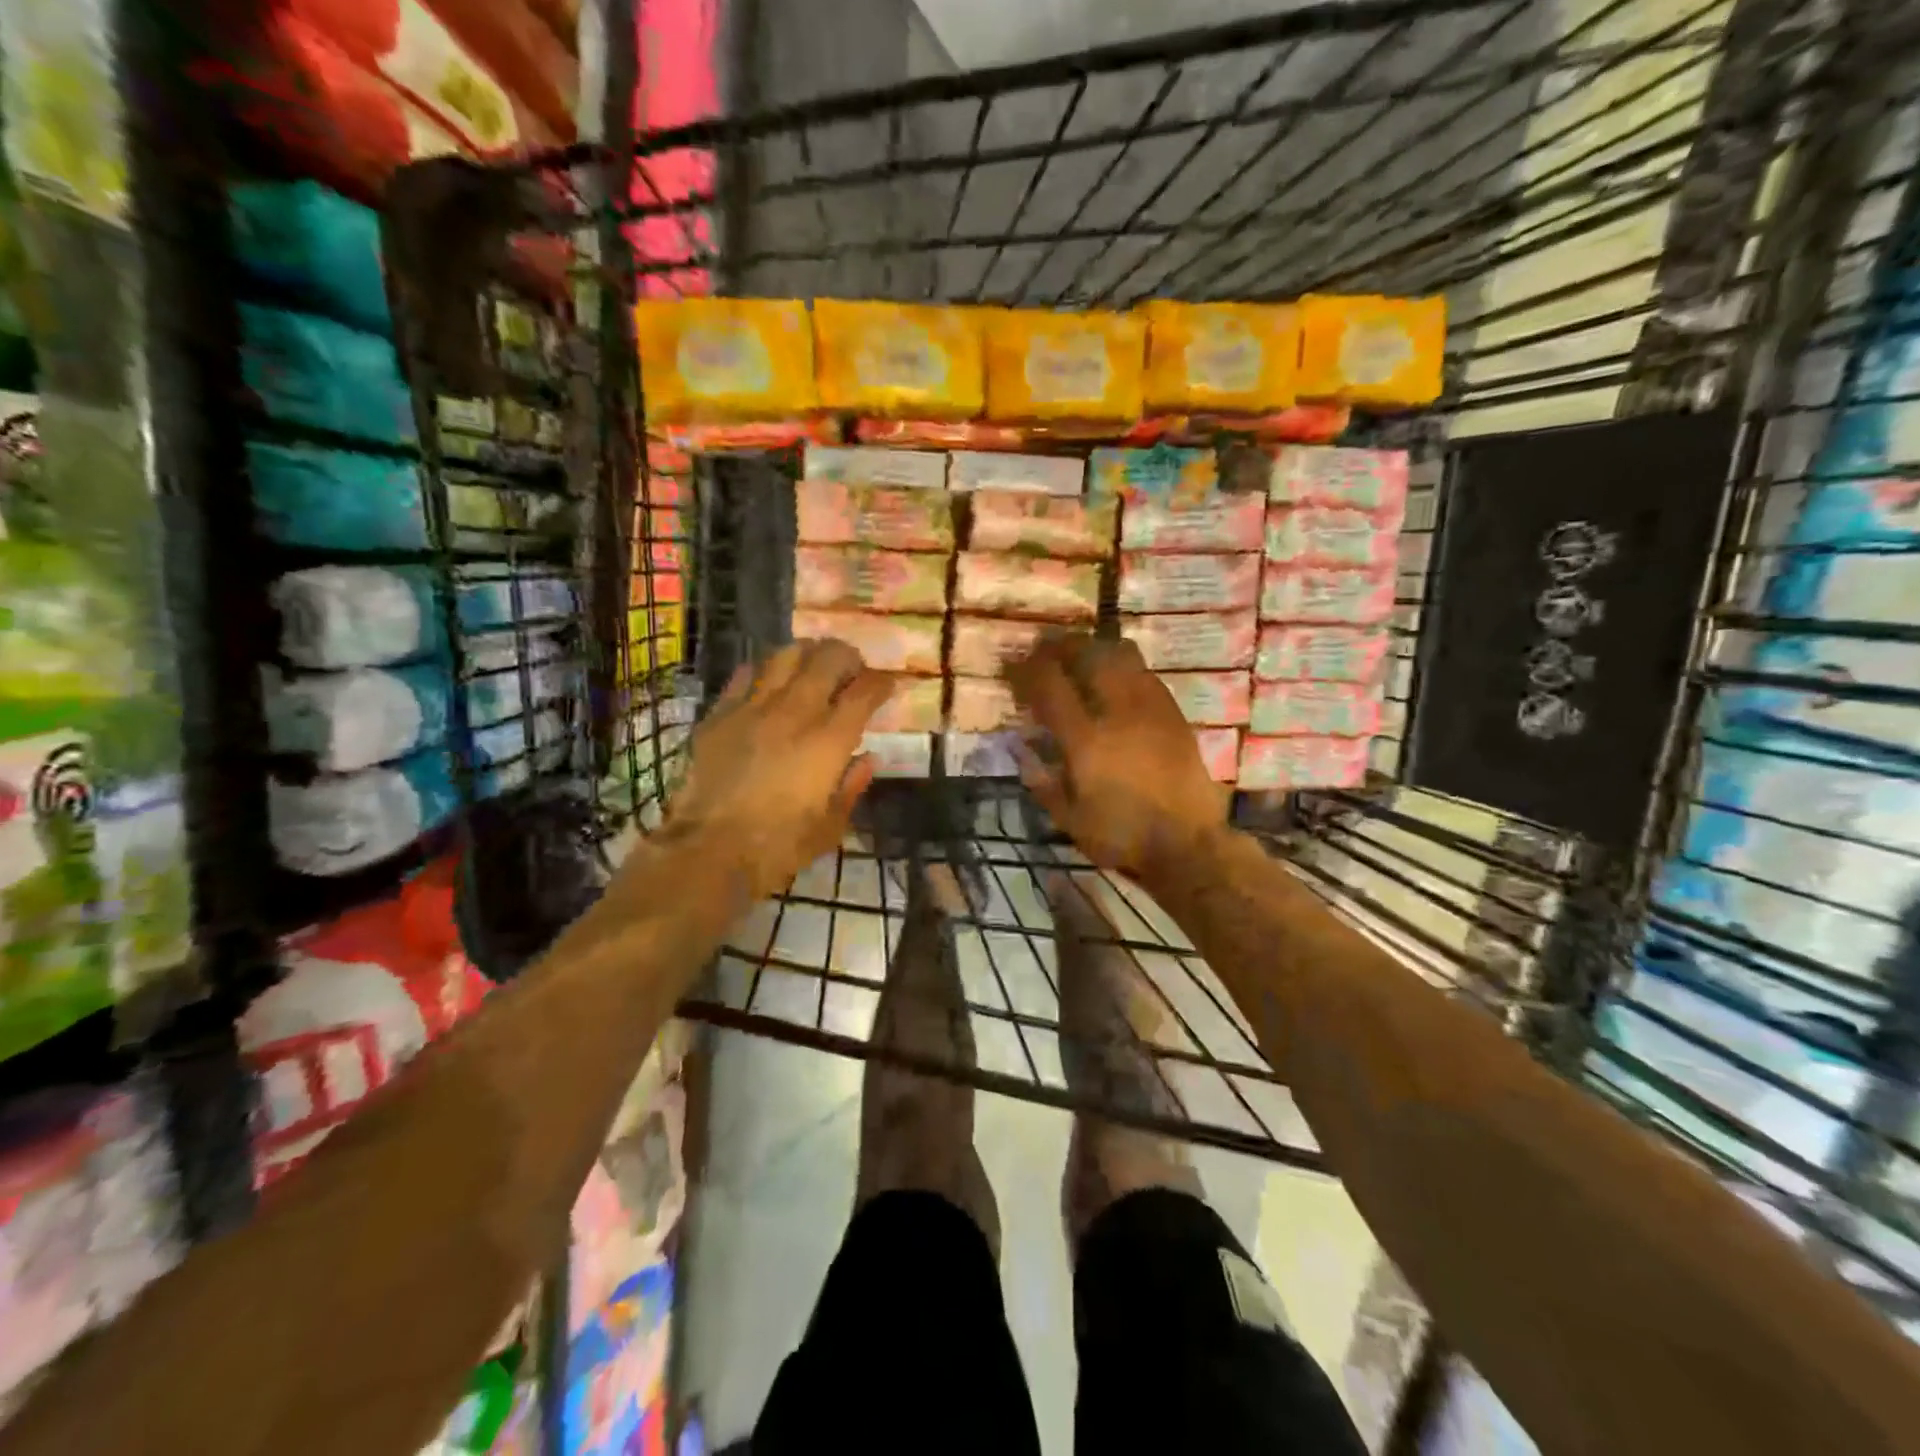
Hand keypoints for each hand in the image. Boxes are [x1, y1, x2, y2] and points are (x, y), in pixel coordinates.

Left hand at [665, 639, 890, 901]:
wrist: (709, 850)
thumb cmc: (778, 846)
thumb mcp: (830, 827)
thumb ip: (852, 786)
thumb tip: (868, 759)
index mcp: (829, 740)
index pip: (864, 692)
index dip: (881, 683)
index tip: (887, 685)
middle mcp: (795, 712)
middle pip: (828, 658)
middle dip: (847, 657)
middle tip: (852, 669)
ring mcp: (754, 708)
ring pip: (785, 655)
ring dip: (806, 653)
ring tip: (812, 665)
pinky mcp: (720, 714)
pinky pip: (745, 675)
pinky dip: (764, 672)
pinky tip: (767, 682)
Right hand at [1007, 633, 1230, 883]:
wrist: (1187, 844)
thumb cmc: (1121, 835)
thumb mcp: (1068, 819)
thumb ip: (1040, 780)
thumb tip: (1020, 746)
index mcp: (1086, 741)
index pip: (1049, 686)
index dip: (1026, 669)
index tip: (1011, 665)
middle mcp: (1118, 712)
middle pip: (1087, 655)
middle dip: (1059, 645)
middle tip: (1043, 649)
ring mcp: (1150, 707)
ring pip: (1120, 654)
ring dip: (1094, 647)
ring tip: (1079, 654)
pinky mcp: (1173, 712)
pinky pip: (1144, 672)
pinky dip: (1122, 664)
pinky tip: (1115, 676)